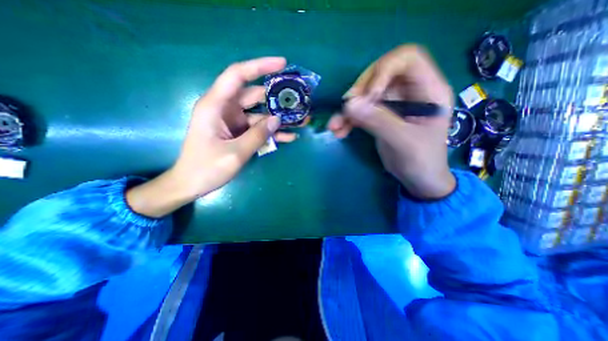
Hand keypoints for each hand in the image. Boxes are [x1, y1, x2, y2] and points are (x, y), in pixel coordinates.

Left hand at [126, 56, 294, 216]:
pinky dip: (272, 132)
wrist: (192, 184)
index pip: (238, 75)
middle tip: (298, 101)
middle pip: (255, 95)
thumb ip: (258, 135)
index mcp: (216, 105)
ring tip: (300, 121)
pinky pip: (258, 128)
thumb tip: (277, 120)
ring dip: (279, 118)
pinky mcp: (239, 133)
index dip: (259, 66)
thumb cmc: (207, 168)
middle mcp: (225, 109)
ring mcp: (233, 122)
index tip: (282, 64)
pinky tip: (289, 137)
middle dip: (277, 98)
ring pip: (260, 114)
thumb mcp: (235, 153)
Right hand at [327, 45, 456, 199]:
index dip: (383, 70)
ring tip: (335, 125)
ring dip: (347, 109)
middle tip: (347, 108)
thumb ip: (378, 121)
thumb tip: (349, 104)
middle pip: (379, 74)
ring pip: (365, 95)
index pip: (407, 59)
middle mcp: (409, 91)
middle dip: (360, 91)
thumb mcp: (403, 141)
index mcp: (427, 90)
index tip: (368, 95)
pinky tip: (338, 131)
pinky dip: (347, 120)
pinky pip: (360, 111)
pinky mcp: (380, 116)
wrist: (418, 178)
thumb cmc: (421, 160)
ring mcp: (392, 104)